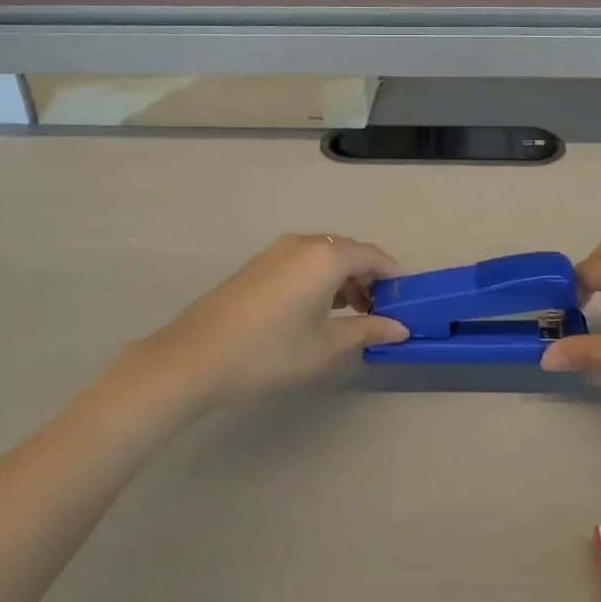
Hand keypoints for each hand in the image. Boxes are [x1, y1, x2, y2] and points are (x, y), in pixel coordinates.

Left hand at [127, 234, 408, 403]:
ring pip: (324, 256)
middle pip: (349, 252)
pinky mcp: (258, 265)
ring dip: (344, 280)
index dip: (394, 277)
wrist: (195, 357)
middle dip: (369, 278)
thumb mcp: (325, 347)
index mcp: (325, 257)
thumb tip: (399, 328)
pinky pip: (302, 262)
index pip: (373, 256)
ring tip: (351, 316)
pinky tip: (317, 311)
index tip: (405, 301)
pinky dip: (320, 279)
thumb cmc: (269, 352)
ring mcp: (276, 251)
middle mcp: (303, 244)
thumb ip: (366, 331)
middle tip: (379, 313)